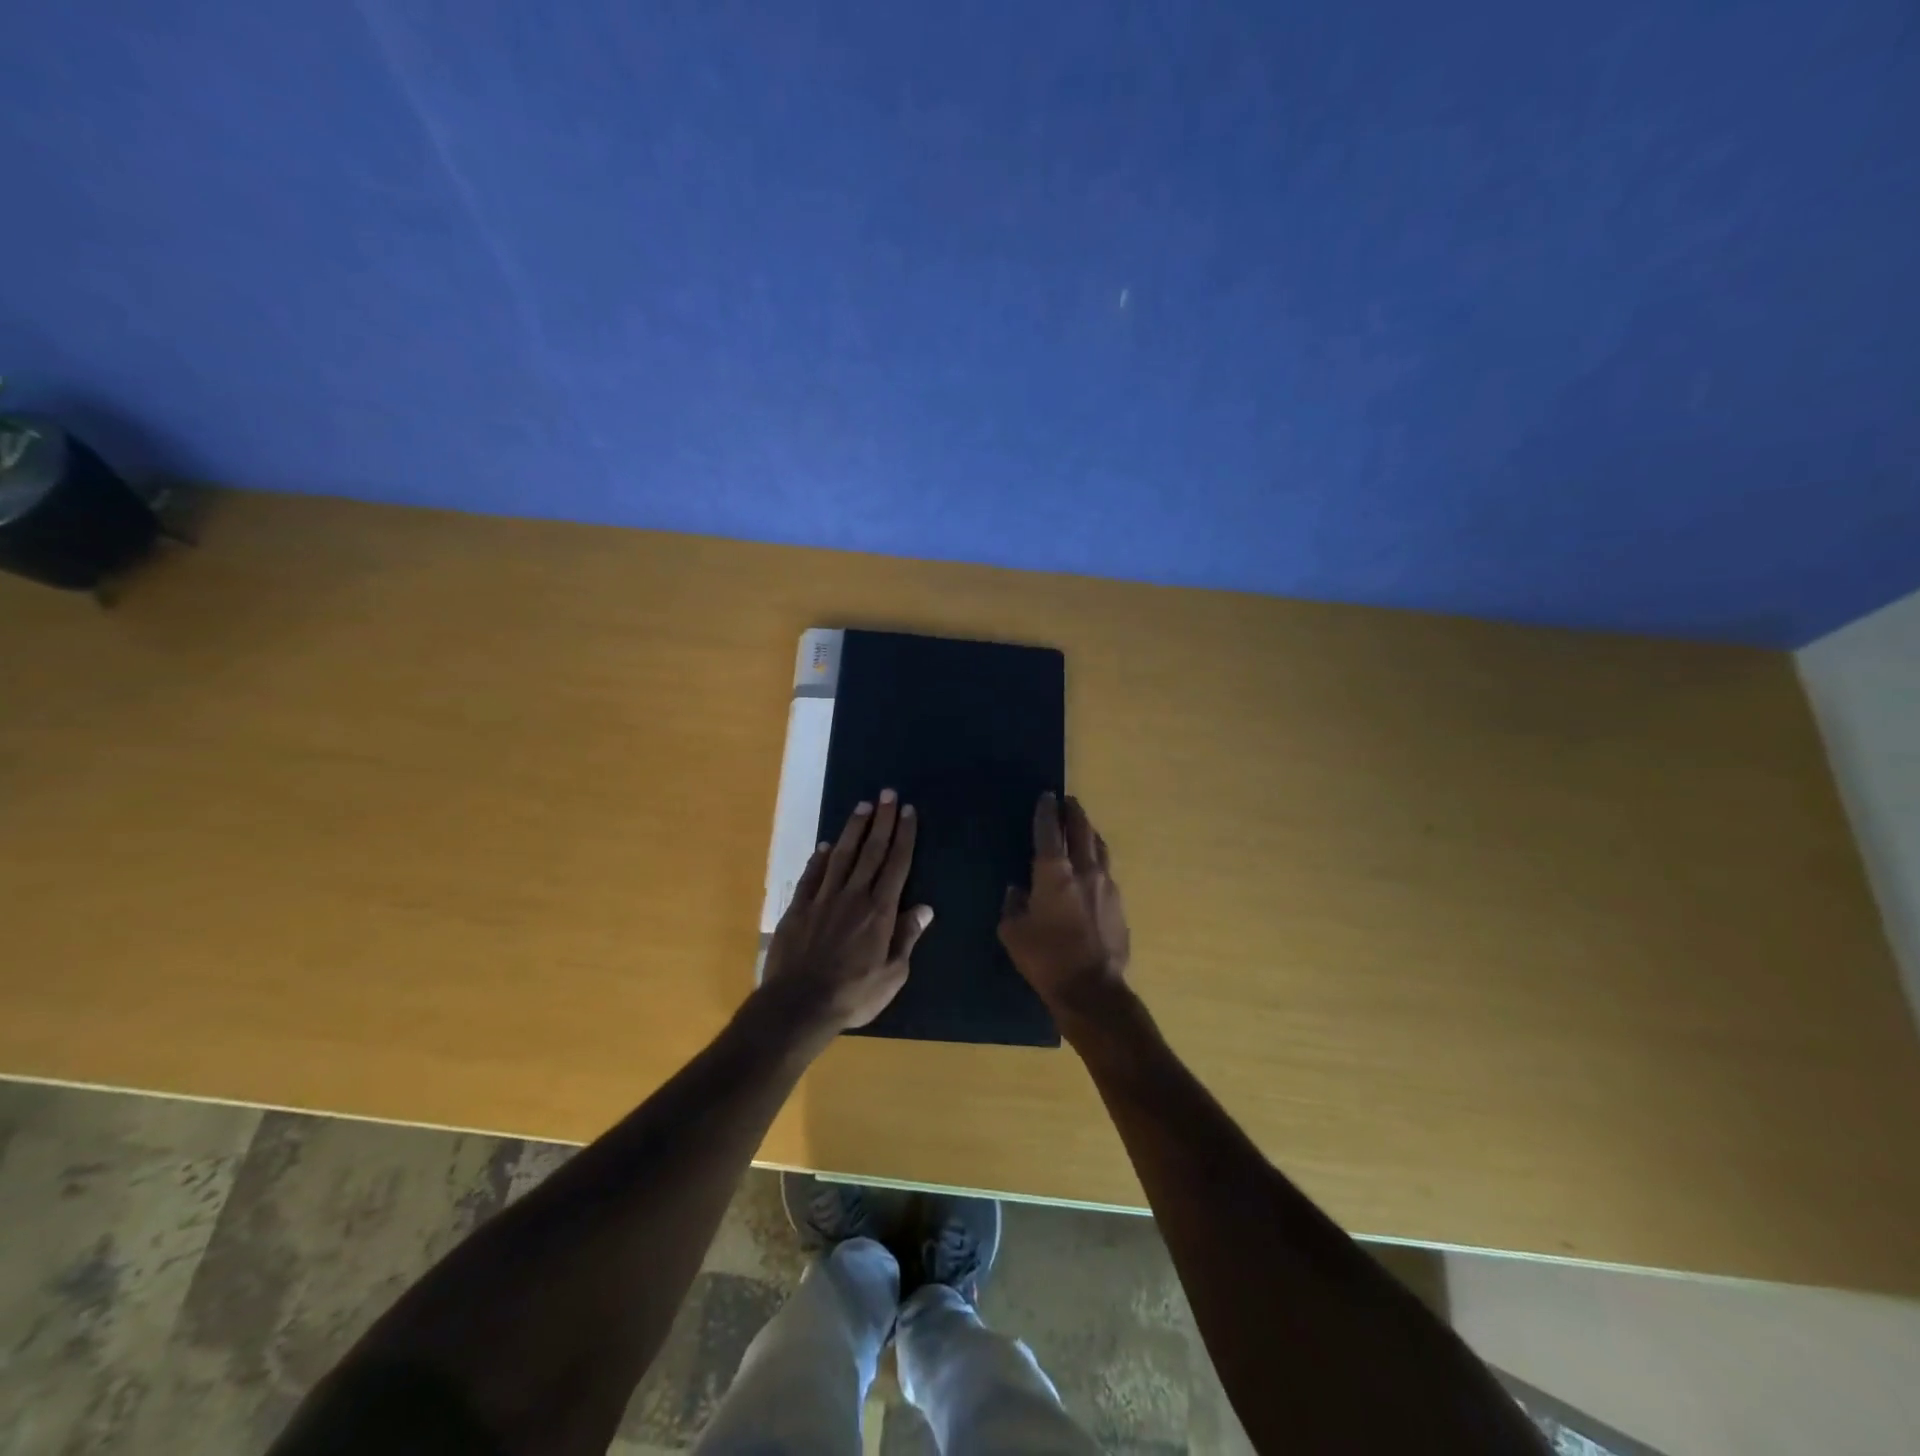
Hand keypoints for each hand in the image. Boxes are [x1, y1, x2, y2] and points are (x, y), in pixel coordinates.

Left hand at [763, 790, 931, 1036]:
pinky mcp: (799, 908)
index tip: (908, 811)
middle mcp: (853, 896)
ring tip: (862, 807)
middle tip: (887, 793)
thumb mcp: (892, 975)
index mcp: (880, 911)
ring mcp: (823, 899)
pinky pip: (812, 875)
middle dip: (881, 820)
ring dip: (853, 829)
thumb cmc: (853, 995)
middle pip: (871, 851)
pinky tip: (826, 845)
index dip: (904, 836)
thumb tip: (925, 908)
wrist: (798, 1004)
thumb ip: (906, 938)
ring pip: (842, 855)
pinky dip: (820, 858)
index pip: (896, 864)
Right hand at [998, 792, 1130, 1018]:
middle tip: (1067, 801)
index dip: (1046, 810)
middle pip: (1081, 829)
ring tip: (1083, 828)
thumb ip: (1013, 905)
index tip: (1046, 795)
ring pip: (1099, 847)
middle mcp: (1084, 870)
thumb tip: (1017, 891)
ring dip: (1089, 833)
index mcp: (1054, 873)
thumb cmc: (1046, 959)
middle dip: (1073, 812)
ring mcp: (1107, 885)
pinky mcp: (1119, 904)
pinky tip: (1093, 868)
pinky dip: (1098, 860)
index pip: (1049, 830)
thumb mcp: (1013, 933)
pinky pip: (1107, 871)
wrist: (1092, 990)